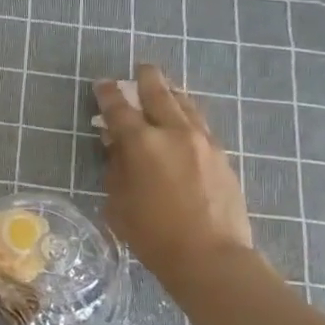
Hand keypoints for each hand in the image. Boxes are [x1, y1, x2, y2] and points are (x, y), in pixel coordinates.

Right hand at [95, 65, 258, 295]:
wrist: (210, 256)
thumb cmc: (152, 235)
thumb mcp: (118, 203)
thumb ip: (116, 168)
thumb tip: (116, 146)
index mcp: (141, 144)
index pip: (119, 109)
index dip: (108, 95)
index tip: (102, 84)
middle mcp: (173, 133)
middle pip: (159, 94)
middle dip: (147, 79)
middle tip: (141, 68)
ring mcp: (203, 142)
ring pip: (186, 105)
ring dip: (172, 92)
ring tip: (166, 86)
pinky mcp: (222, 156)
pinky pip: (201, 124)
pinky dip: (189, 113)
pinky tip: (186, 118)